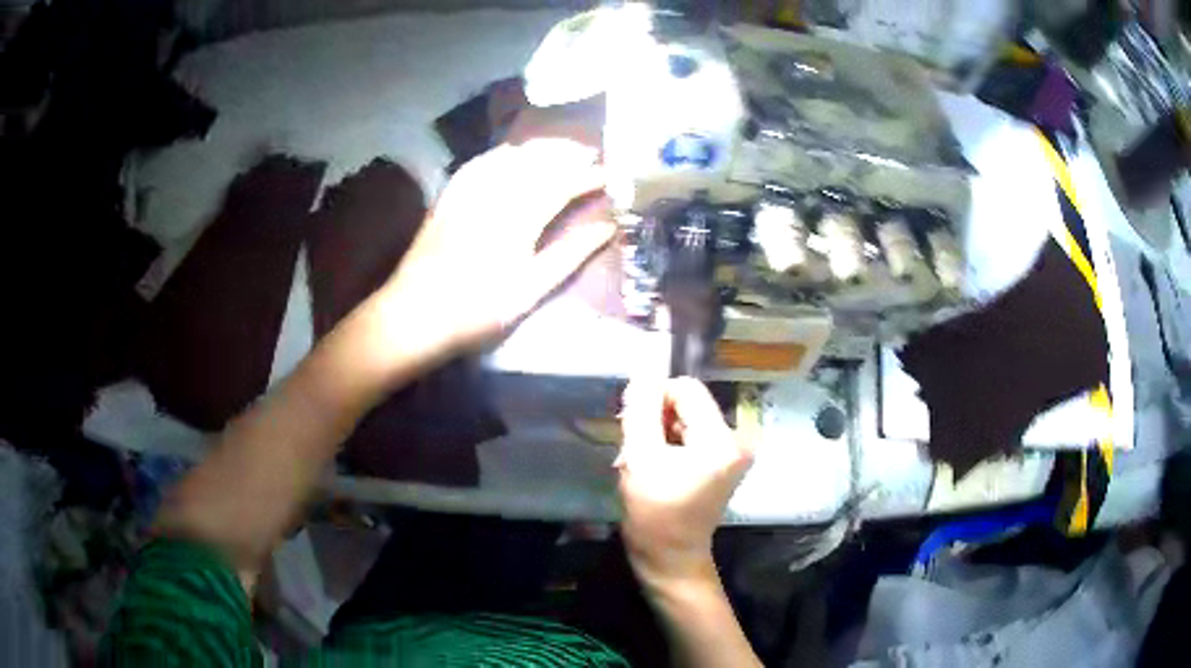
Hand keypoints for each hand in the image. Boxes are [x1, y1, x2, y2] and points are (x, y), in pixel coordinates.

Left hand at [371, 138, 616, 362]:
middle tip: (589, 152)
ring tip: (557, 148)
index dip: (587, 176)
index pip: (561, 184)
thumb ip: (569, 255)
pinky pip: (478, 164)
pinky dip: (500, 154)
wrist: (415, 314)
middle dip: (565, 153)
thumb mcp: (530, 290)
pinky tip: (508, 154)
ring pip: (508, 157)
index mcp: (519, 218)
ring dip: (536, 149)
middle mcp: (494, 194)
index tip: (609, 172)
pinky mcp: (448, 197)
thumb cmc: (478, 309)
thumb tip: (606, 228)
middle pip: (535, 161)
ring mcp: (467, 193)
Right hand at [617, 377, 753, 589]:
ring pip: (687, 419)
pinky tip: (654, 466)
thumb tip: (642, 377)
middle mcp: (736, 439)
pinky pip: (692, 435)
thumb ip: (640, 412)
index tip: (631, 427)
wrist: (671, 559)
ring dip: (659, 433)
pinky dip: (669, 444)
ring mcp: (733, 452)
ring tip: (641, 461)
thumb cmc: (654, 515)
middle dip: (656, 419)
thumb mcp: (639, 459)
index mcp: (721, 439)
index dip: (654, 398)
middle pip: (689, 403)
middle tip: (633, 449)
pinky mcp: (724, 463)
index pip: (686, 389)